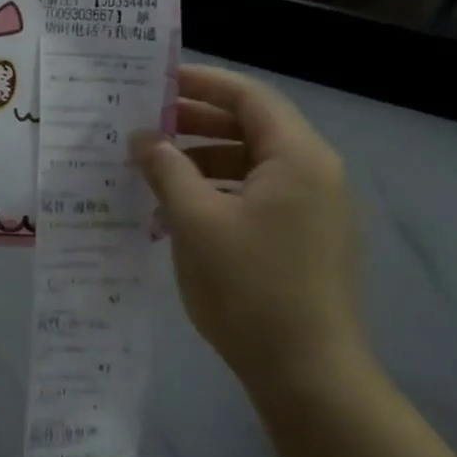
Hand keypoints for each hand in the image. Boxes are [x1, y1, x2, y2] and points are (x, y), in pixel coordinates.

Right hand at [131, 66, 370, 409]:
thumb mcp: (195, 220)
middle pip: (251, 128)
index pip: (249, 98)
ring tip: (152, 171)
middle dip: (195, 123)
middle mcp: (314, 174)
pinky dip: (217, 192)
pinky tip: (177, 212)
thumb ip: (166, 169)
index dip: (201, 83)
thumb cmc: (250, 286)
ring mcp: (314, 210)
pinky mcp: (304, 240)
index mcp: (298, 158)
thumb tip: (141, 137)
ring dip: (201, 160)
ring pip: (251, 165)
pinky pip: (256, 197)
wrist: (307, 373)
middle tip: (143, 125)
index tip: (155, 82)